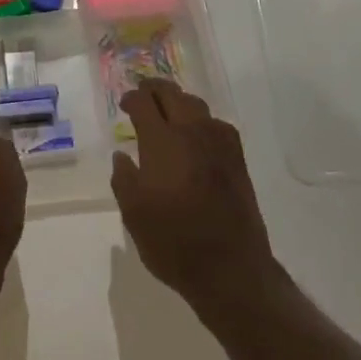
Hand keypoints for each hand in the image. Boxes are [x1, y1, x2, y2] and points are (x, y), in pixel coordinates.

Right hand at [112, 80, 276, 314]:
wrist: (231, 269)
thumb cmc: (173, 241)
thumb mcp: (133, 214)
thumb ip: (124, 178)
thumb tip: (122, 156)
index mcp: (162, 141)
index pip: (144, 103)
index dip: (131, 98)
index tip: (124, 105)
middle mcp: (192, 132)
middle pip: (173, 94)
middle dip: (154, 90)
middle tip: (143, 95)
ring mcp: (219, 143)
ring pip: (197, 105)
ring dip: (178, 102)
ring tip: (167, 111)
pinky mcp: (238, 159)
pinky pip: (216, 124)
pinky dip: (200, 120)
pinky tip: (196, 136)